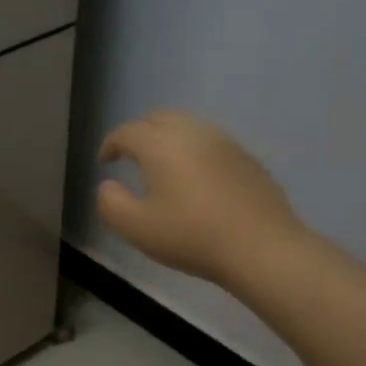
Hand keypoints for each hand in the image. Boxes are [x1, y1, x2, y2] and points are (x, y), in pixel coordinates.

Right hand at [97, 111, 307, 285]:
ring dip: (168, 138)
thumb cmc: (191, 236)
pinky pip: (211, 142)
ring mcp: (225, 143)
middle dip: (139, 132)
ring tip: (161, 164)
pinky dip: (193, 150)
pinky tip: (195, 178)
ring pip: (188, 126)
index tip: (104, 163)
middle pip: (159, 118)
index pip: (127, 132)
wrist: (261, 247)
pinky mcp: (247, 159)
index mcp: (161, 145)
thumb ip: (111, 204)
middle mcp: (193, 133)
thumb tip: (108, 186)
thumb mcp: (136, 228)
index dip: (110, 144)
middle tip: (130, 155)